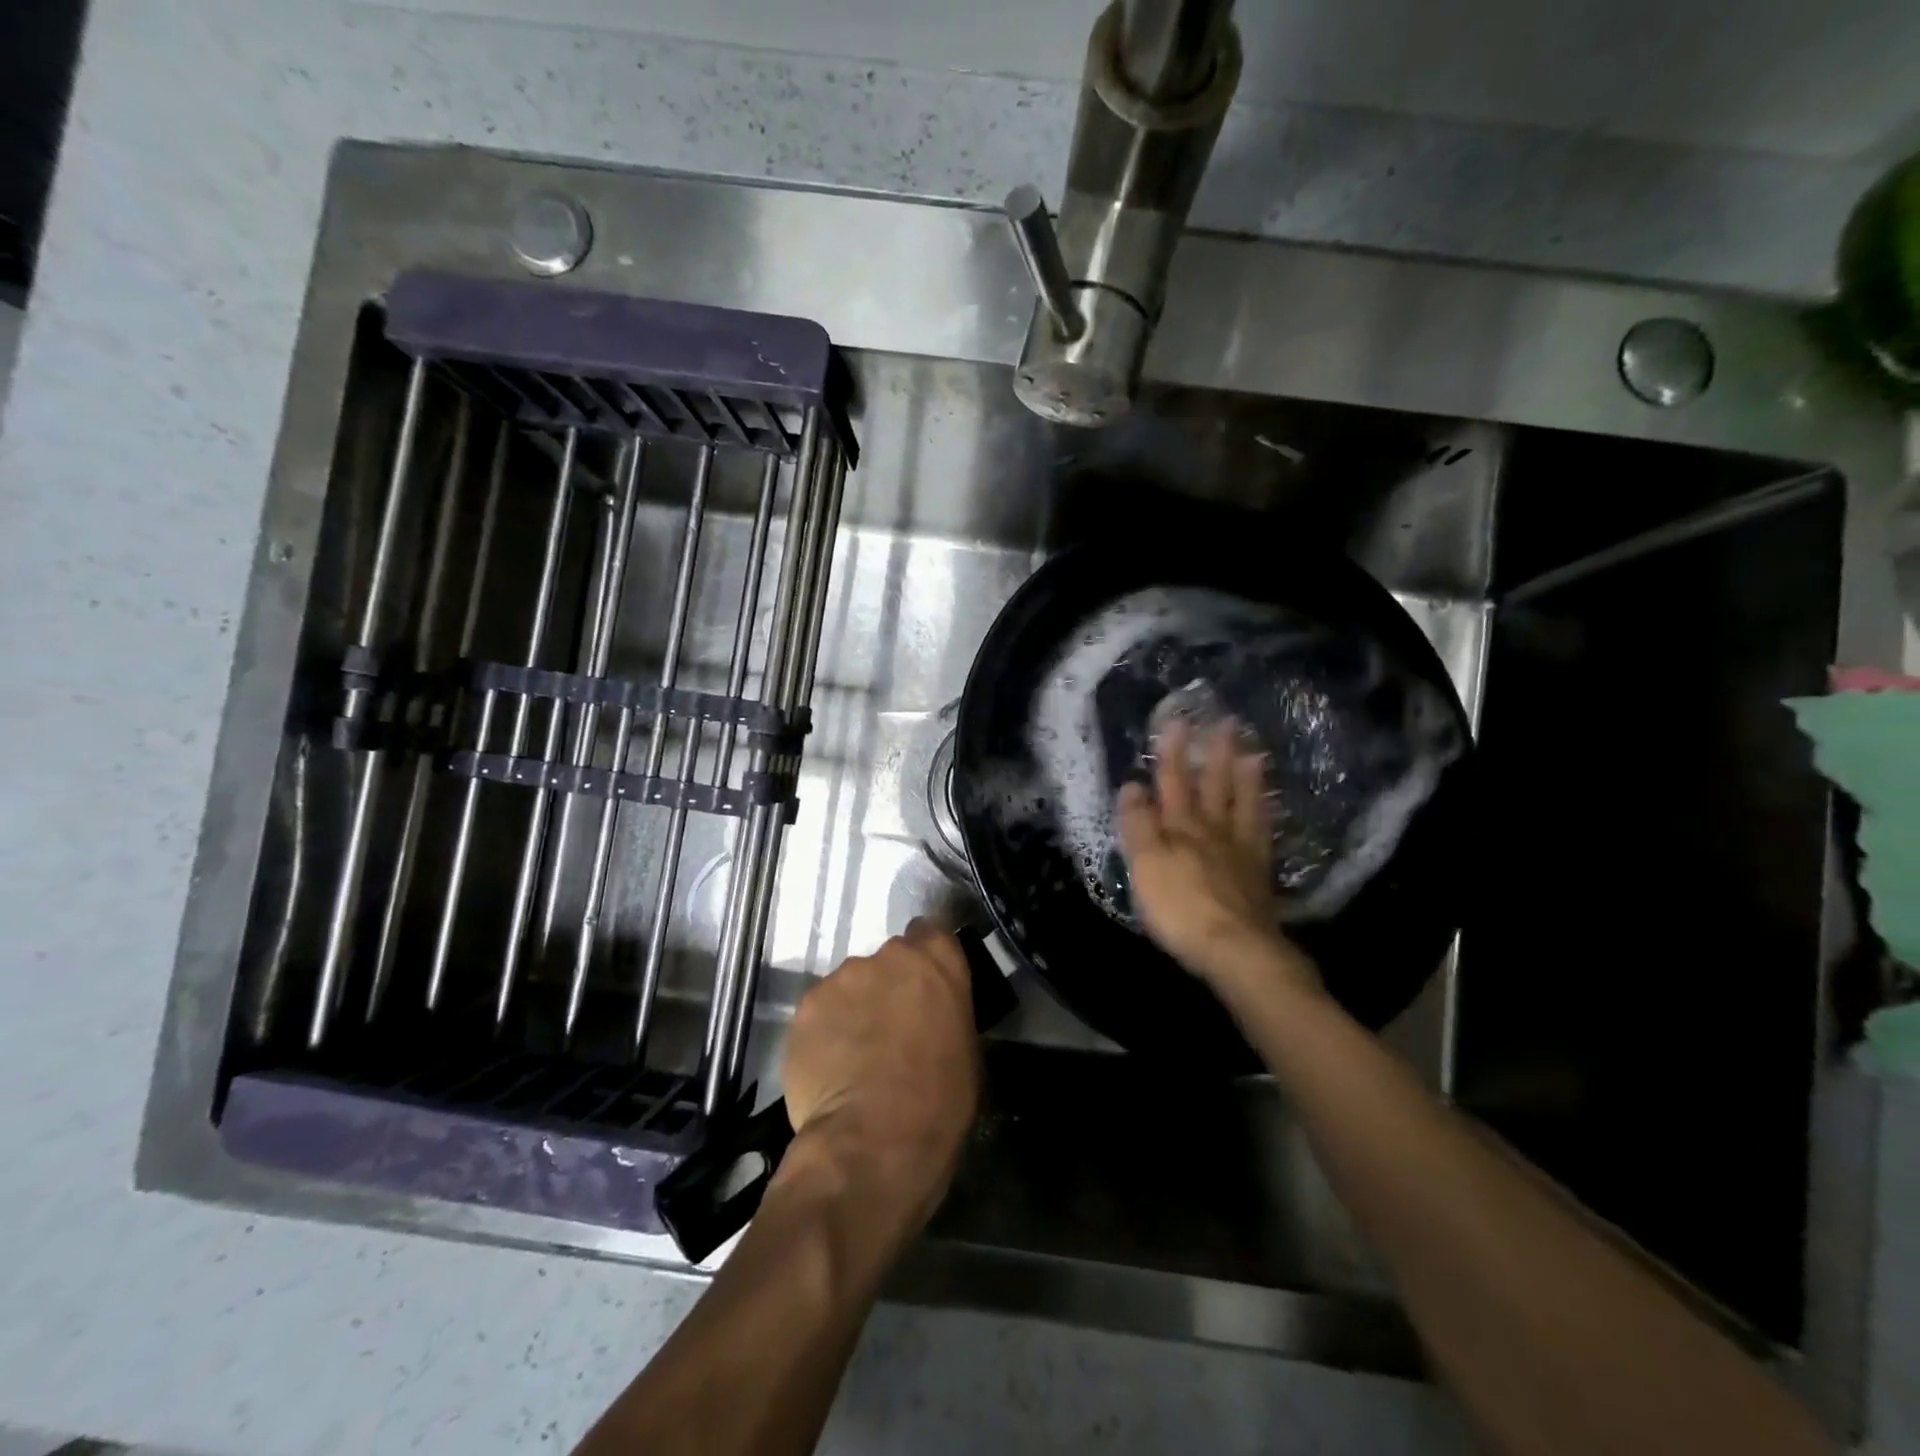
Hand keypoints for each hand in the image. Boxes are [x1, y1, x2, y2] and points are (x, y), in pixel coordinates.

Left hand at [780, 919, 980, 1225]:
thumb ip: (947, 1014)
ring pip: (850, 986)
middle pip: (887, 961)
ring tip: (854, 1056)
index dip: (926, 958)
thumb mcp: (968, 1052)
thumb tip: (934, 1018)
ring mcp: (842, 978)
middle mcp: (887, 956)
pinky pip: (819, 1012)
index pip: (931, 932)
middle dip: (888, 986)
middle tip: (890, 1028)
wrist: (874, 1140)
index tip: (925, 986)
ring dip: (855, 1009)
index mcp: (936, 962)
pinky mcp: (805, 1007)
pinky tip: (829, 1068)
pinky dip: (824, 1032)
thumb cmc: (940, 1101)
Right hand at [1117, 718, 1320, 996]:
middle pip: (1213, 785)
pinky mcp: (1258, 873)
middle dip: (1215, 752)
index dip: (1171, 752)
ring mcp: (1240, 850)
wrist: (1236, 949)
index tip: (1176, 720)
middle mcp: (1212, 830)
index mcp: (1180, 828)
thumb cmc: (1180, 908)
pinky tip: (1267, 807)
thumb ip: (1138, 824)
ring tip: (1254, 752)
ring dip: (1247, 777)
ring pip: (1243, 804)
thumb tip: (1132, 785)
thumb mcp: (1145, 865)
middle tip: (1226, 721)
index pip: (1172, 782)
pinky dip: (1264, 814)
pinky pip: (1262, 832)